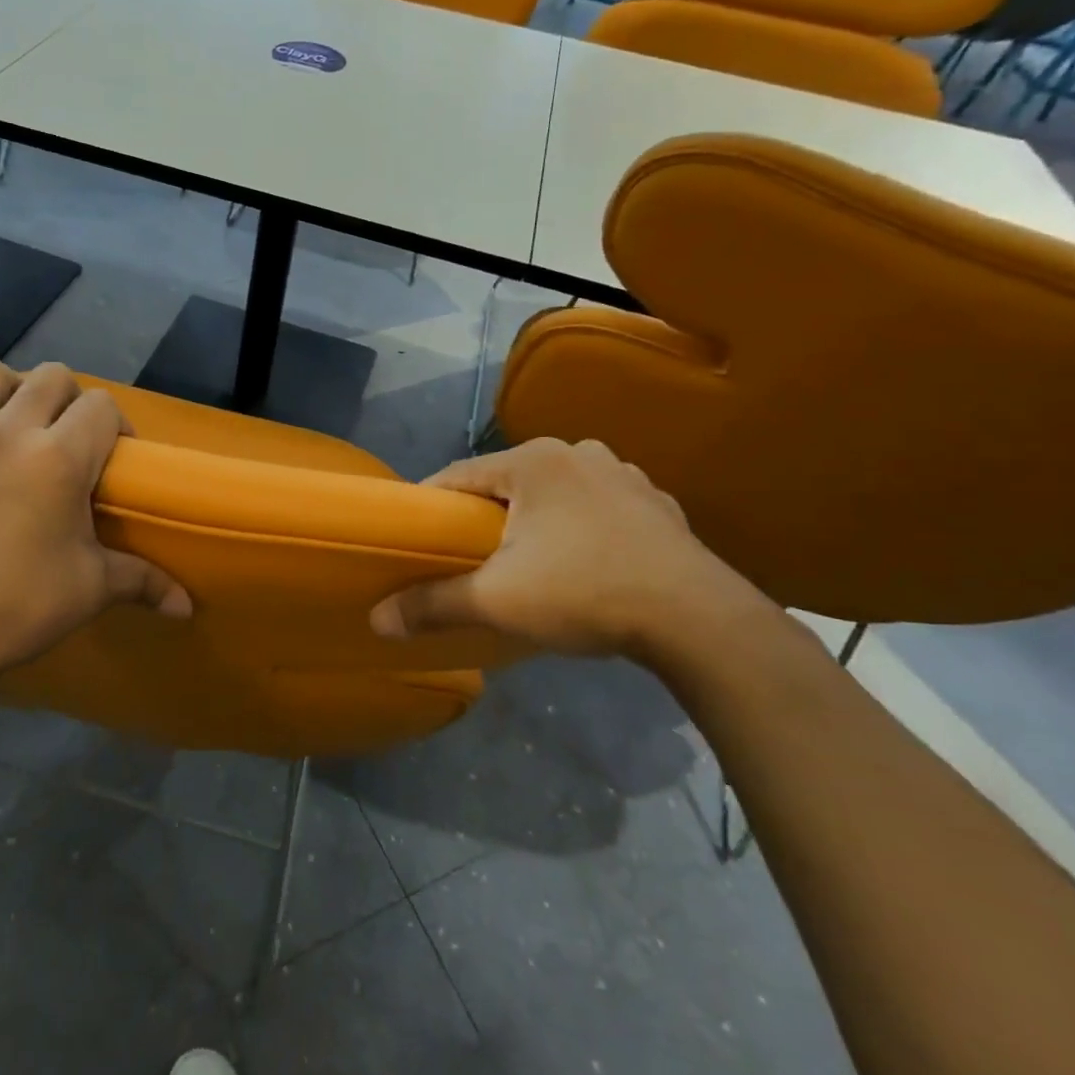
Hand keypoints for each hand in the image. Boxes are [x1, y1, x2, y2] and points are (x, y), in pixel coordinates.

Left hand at [0, 359, 190, 689]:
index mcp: (59, 456)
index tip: (116, 461)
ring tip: (19, 415)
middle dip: (72, 398)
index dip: (117, 426)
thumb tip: (186, 607)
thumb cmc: (19, 606)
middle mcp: (10, 432)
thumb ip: (144, 582)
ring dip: (9, 386)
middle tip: (74, 440)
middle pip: (51, 377)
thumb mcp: (92, 589)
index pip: (101, 407)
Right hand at [369, 438, 757, 663]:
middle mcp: (578, 453)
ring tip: (525, 561)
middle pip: (507, 483)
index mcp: (533, 461)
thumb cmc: (583, 593)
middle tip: (467, 556)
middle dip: (484, 516)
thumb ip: (432, 604)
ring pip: (553, 493)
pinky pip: (597, 508)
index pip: (458, 475)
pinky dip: (579, 527)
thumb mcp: (496, 602)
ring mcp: (624, 475)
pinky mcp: (657, 504)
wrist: (698, 621)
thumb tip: (376, 620)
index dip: (430, 506)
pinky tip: (582, 562)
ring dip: (533, 520)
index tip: (416, 537)